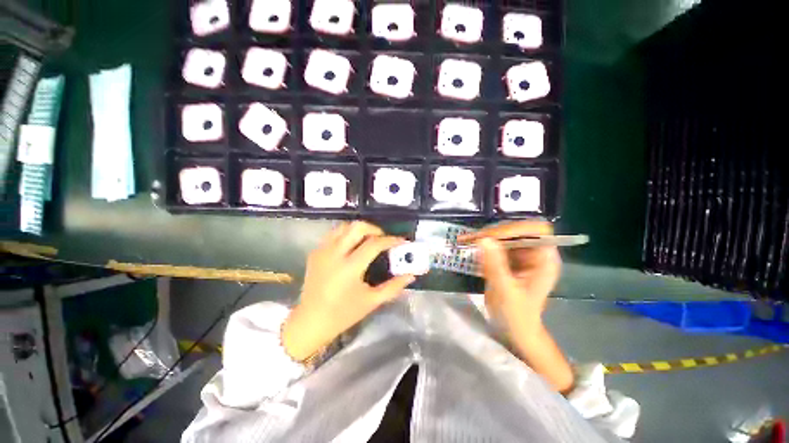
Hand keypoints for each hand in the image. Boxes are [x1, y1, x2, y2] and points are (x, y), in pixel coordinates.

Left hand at [282, 221, 414, 360]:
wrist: (310, 321)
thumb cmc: (343, 314)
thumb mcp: (372, 301)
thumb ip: (394, 286)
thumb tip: (411, 275)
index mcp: (349, 268)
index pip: (374, 244)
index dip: (391, 240)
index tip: (401, 241)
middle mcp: (334, 254)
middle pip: (357, 227)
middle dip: (374, 229)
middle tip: (383, 239)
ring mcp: (322, 251)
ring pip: (344, 226)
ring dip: (359, 229)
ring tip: (368, 240)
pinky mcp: (315, 252)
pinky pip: (333, 234)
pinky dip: (346, 234)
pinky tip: (352, 246)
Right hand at [458, 221, 560, 334]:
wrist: (514, 330)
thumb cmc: (517, 316)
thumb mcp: (506, 291)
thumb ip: (495, 265)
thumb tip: (484, 239)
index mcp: (544, 260)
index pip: (537, 231)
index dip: (516, 228)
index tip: (492, 236)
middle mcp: (535, 253)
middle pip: (517, 230)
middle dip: (494, 232)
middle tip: (472, 238)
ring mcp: (521, 255)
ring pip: (504, 235)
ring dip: (485, 236)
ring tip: (466, 239)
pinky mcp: (508, 258)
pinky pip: (495, 244)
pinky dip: (482, 244)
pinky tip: (468, 244)